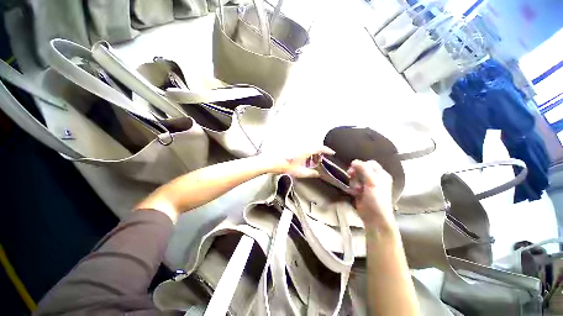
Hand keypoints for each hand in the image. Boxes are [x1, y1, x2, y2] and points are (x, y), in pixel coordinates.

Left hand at [268, 146, 335, 177]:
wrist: (273, 161)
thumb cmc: (285, 166)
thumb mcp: (300, 172)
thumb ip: (310, 173)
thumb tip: (317, 174)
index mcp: (306, 151)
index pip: (320, 148)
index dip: (327, 150)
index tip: (331, 152)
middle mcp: (302, 145)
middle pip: (315, 147)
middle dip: (318, 154)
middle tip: (318, 161)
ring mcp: (297, 145)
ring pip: (309, 147)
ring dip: (311, 153)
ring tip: (310, 161)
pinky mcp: (293, 145)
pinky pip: (303, 147)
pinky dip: (305, 152)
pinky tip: (302, 159)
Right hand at [348, 160, 394, 226]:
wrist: (374, 218)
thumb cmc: (377, 199)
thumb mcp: (372, 182)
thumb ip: (364, 169)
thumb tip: (354, 161)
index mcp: (381, 175)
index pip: (370, 163)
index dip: (361, 164)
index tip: (354, 168)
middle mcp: (375, 178)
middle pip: (361, 169)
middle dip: (355, 173)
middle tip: (351, 176)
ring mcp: (367, 185)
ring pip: (356, 177)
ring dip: (354, 181)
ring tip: (356, 189)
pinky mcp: (360, 191)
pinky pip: (353, 184)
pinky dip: (352, 187)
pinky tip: (355, 193)